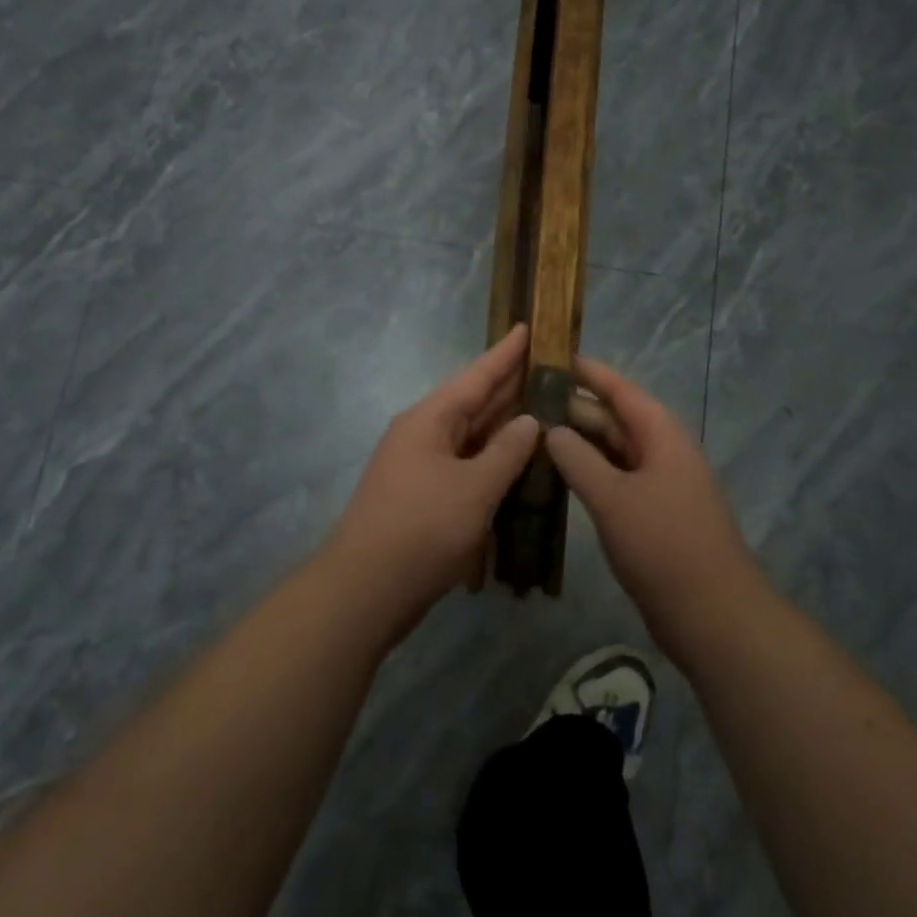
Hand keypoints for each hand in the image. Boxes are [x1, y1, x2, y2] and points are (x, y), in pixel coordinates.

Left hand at [323, 324, 539, 619]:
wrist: (366, 589)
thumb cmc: (422, 528)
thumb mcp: (474, 487)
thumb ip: (507, 451)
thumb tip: (529, 421)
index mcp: (429, 420)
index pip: (476, 376)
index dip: (505, 353)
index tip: (528, 326)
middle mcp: (423, 434)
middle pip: (473, 402)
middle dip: (509, 385)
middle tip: (550, 368)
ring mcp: (421, 467)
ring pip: (470, 435)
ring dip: (503, 424)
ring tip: (543, 406)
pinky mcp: (424, 497)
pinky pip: (465, 465)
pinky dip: (492, 459)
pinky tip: (517, 460)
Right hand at [546, 358, 769, 662]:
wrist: (714, 615)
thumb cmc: (664, 546)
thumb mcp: (614, 498)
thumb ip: (579, 460)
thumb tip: (551, 429)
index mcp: (662, 436)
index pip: (621, 390)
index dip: (588, 373)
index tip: (551, 357)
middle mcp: (662, 453)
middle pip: (615, 420)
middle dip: (575, 410)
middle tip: (526, 402)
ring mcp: (659, 486)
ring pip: (614, 452)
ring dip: (579, 444)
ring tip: (533, 434)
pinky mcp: (653, 516)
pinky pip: (616, 481)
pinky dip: (589, 474)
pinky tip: (558, 477)